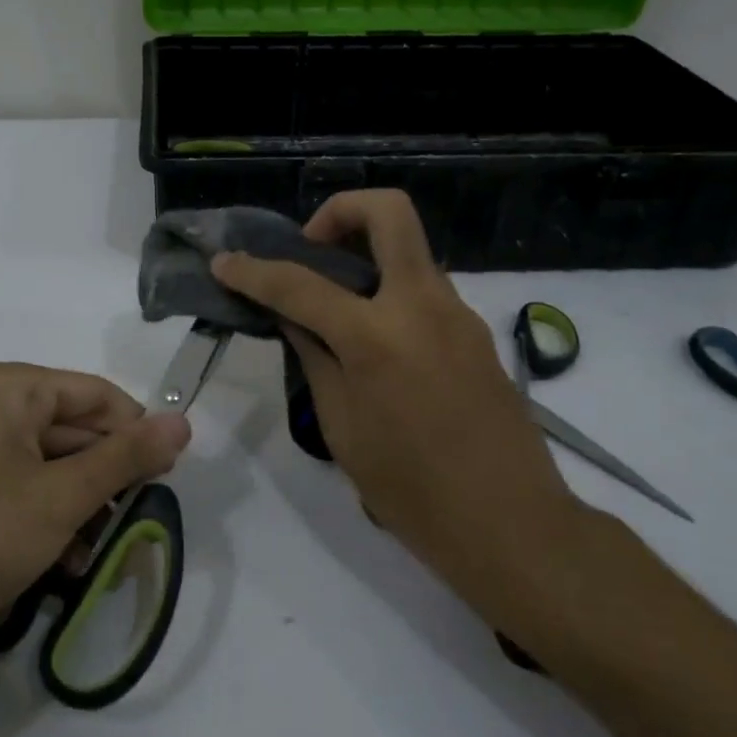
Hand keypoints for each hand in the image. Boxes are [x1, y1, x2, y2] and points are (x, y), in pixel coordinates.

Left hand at [0, 363, 190, 689]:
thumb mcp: (63, 496)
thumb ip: (127, 456)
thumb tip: (184, 420)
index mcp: (8, 390)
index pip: (96, 394)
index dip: (136, 432)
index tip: (168, 476)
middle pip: (74, 431)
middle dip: (109, 479)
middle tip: (142, 520)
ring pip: (53, 469)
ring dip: (85, 509)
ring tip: (106, 553)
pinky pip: (25, 496)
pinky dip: (52, 524)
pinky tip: (71, 566)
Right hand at [211, 191, 577, 606]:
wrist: (511, 524)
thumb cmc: (413, 491)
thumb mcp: (343, 428)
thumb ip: (315, 359)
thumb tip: (293, 318)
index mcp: (377, 337)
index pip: (301, 285)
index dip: (254, 271)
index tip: (224, 262)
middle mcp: (422, 305)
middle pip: (389, 212)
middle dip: (340, 211)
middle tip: (312, 249)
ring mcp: (457, 313)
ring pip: (408, 250)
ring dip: (367, 256)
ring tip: (335, 307)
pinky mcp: (475, 330)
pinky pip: (424, 288)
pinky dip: (389, 293)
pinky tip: (374, 342)